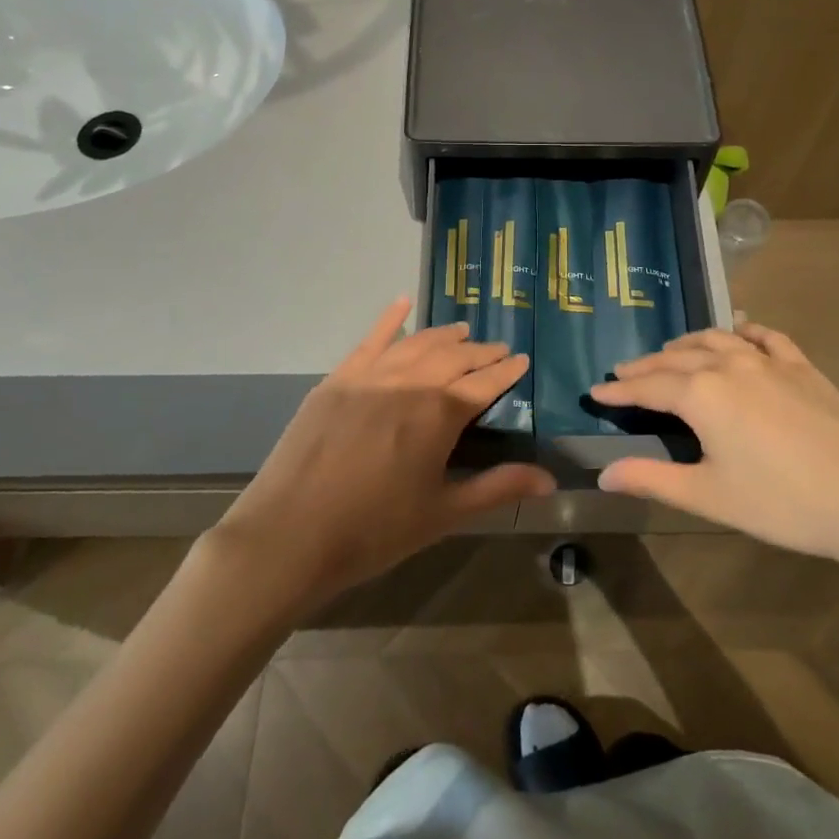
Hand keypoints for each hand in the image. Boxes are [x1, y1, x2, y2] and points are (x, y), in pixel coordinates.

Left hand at [216, 297, 555, 609]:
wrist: (289, 536)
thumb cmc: (373, 531)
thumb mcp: (443, 513)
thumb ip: (497, 489)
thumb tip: (549, 480)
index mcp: (439, 414)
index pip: (485, 382)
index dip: (507, 371)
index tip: (522, 359)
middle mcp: (409, 383)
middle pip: (454, 357)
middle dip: (480, 352)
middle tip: (498, 349)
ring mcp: (370, 376)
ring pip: (417, 344)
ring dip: (444, 336)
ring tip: (463, 331)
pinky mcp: (338, 379)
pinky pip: (370, 340)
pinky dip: (389, 319)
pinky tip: (403, 302)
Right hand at [589, 324, 838, 586]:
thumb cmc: (782, 502)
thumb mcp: (709, 496)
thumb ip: (652, 479)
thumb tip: (603, 475)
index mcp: (702, 395)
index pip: (648, 387)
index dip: (619, 391)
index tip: (596, 391)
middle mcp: (729, 365)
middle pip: (676, 358)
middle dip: (646, 365)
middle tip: (623, 372)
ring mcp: (768, 360)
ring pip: (716, 339)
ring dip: (687, 344)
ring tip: (671, 352)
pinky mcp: (801, 366)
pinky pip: (764, 336)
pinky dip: (742, 332)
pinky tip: (739, 332)